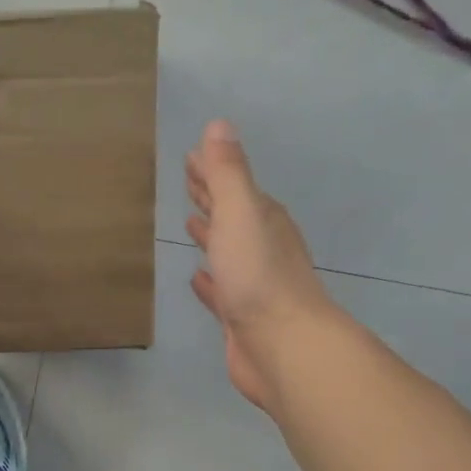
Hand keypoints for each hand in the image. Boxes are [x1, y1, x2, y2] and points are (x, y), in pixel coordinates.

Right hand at [185, 120, 334, 409]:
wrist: (282, 345)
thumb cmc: (258, 275)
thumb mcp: (240, 213)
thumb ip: (228, 172)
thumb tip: (219, 126)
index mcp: (262, 219)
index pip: (233, 186)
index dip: (212, 170)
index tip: (191, 157)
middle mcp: (262, 246)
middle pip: (232, 214)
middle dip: (211, 196)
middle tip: (188, 182)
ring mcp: (253, 283)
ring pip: (228, 250)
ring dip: (211, 235)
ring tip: (190, 222)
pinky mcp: (241, 316)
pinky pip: (221, 288)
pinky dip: (208, 280)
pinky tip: (198, 277)